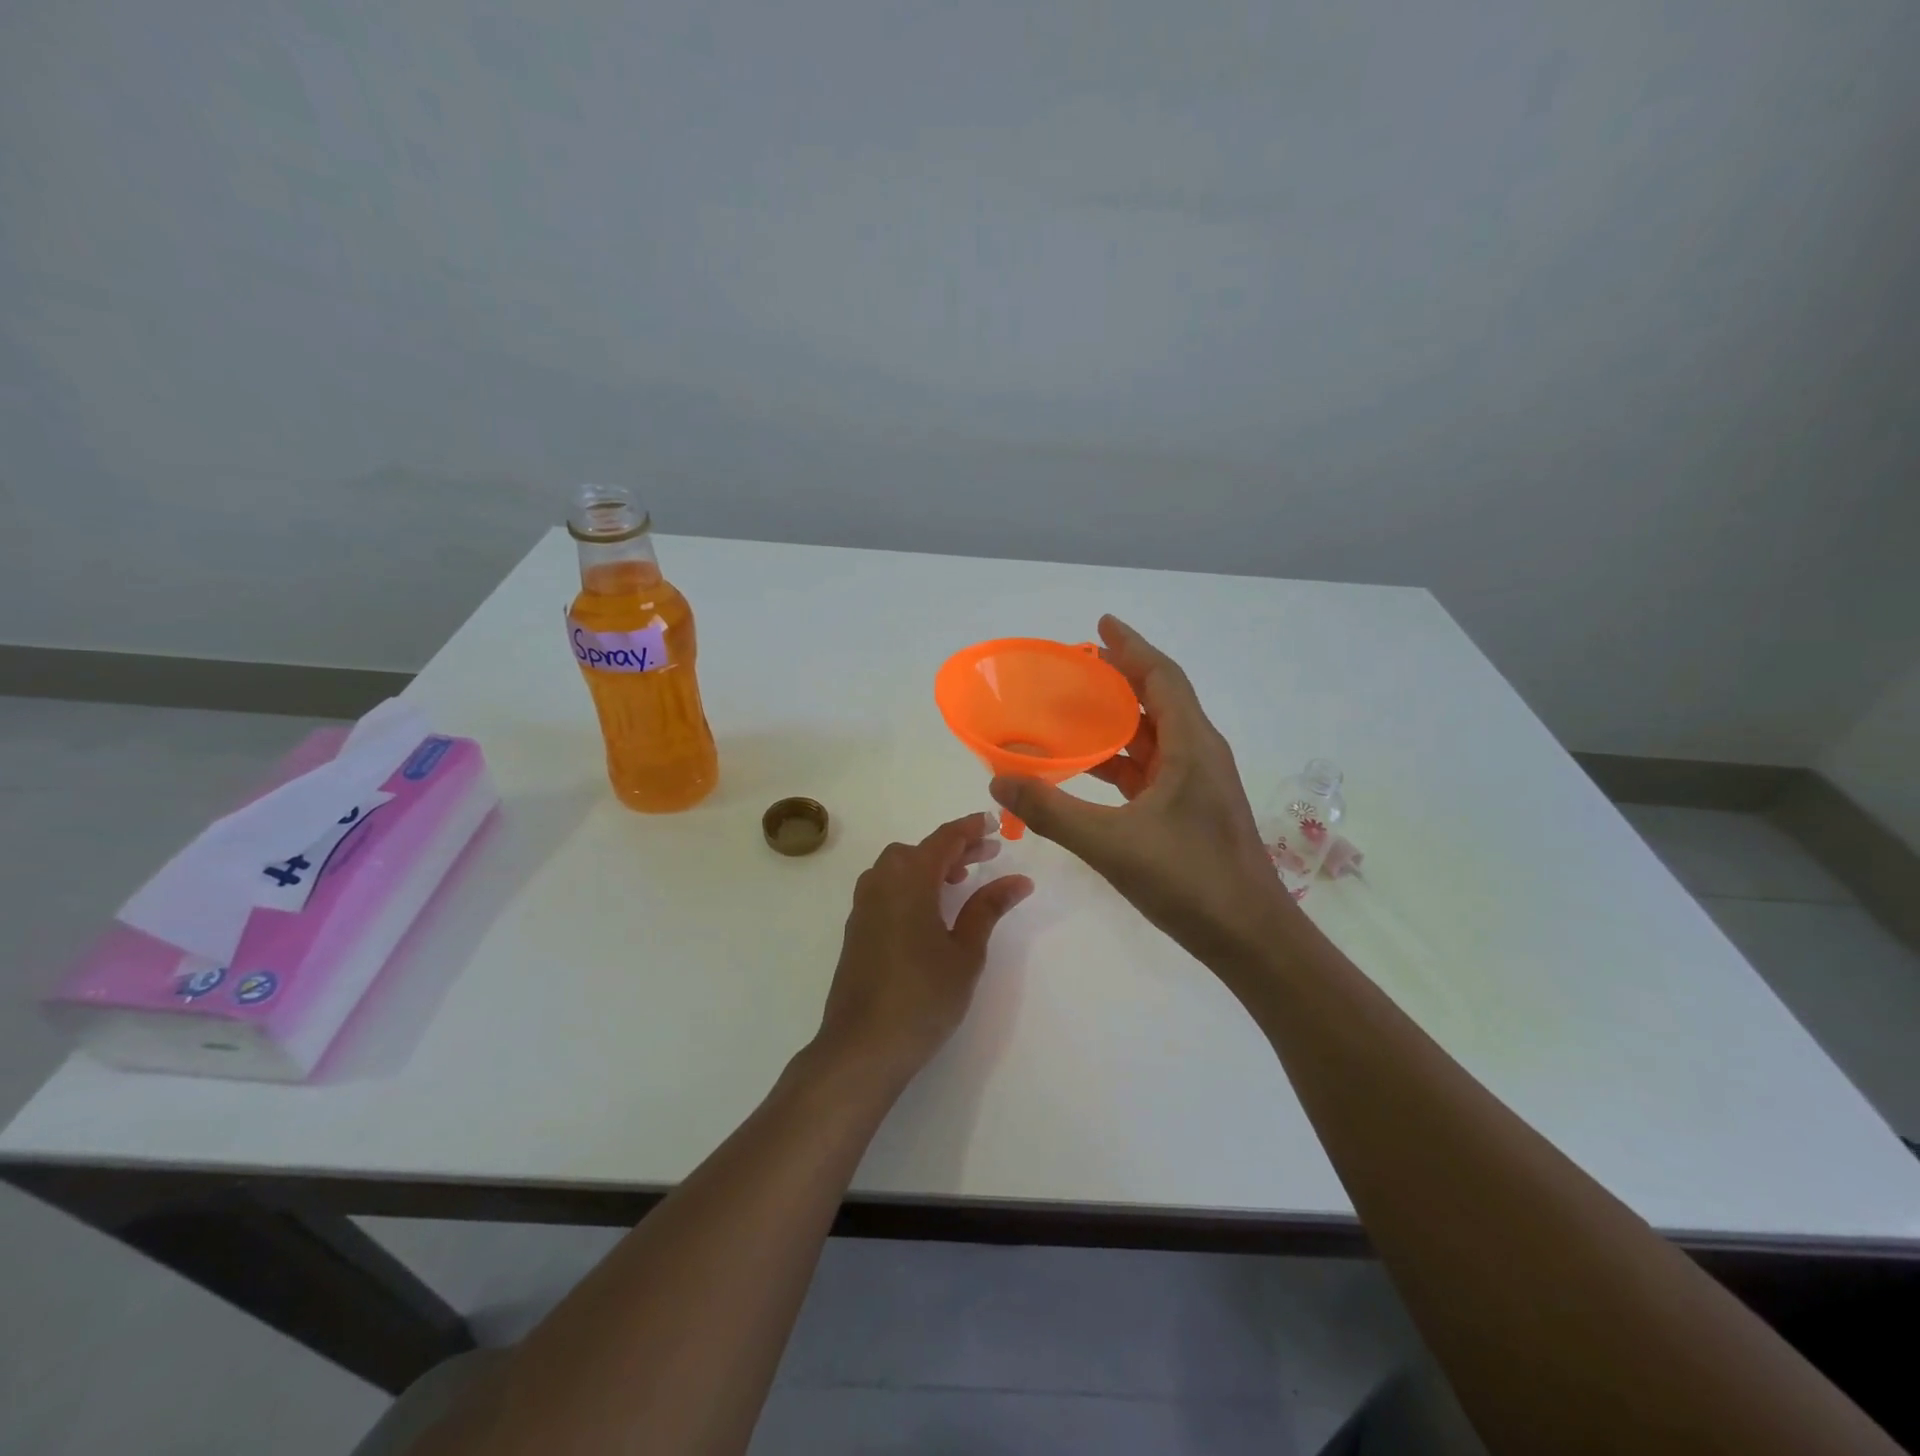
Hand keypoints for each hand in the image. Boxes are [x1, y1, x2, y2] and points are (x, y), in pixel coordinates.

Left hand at [813, 813, 1032, 1088]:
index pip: (944, 839)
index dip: (970, 828)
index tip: (994, 823)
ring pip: (899, 867)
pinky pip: (886, 887)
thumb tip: (1018, 880)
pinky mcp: (856, 927)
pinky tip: (929, 909)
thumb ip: (988, 908)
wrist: (862, 1046)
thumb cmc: (923, 996)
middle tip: (987, 856)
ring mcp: (863, 905)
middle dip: (954, 848)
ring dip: (930, 865)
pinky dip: (911, 884)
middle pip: (920, 849)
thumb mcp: (965, 952)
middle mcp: (881, 882)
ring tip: (960, 881)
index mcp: (909, 879)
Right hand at [989, 616, 1291, 967]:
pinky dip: (1121, 759)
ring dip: (1118, 720)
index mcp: (1191, 746)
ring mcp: (1198, 785)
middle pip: (1159, 700)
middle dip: (1119, 678)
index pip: (1161, 677)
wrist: (1251, 940)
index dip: (1131, 646)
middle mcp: (1199, 754)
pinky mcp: (1192, 811)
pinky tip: (1089, 768)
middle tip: (1075, 666)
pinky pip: (1152, 769)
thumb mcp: (1112, 843)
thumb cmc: (1190, 881)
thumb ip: (1052, 810)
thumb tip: (999, 779)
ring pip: (1154, 736)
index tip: (1100, 624)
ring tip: (1074, 710)